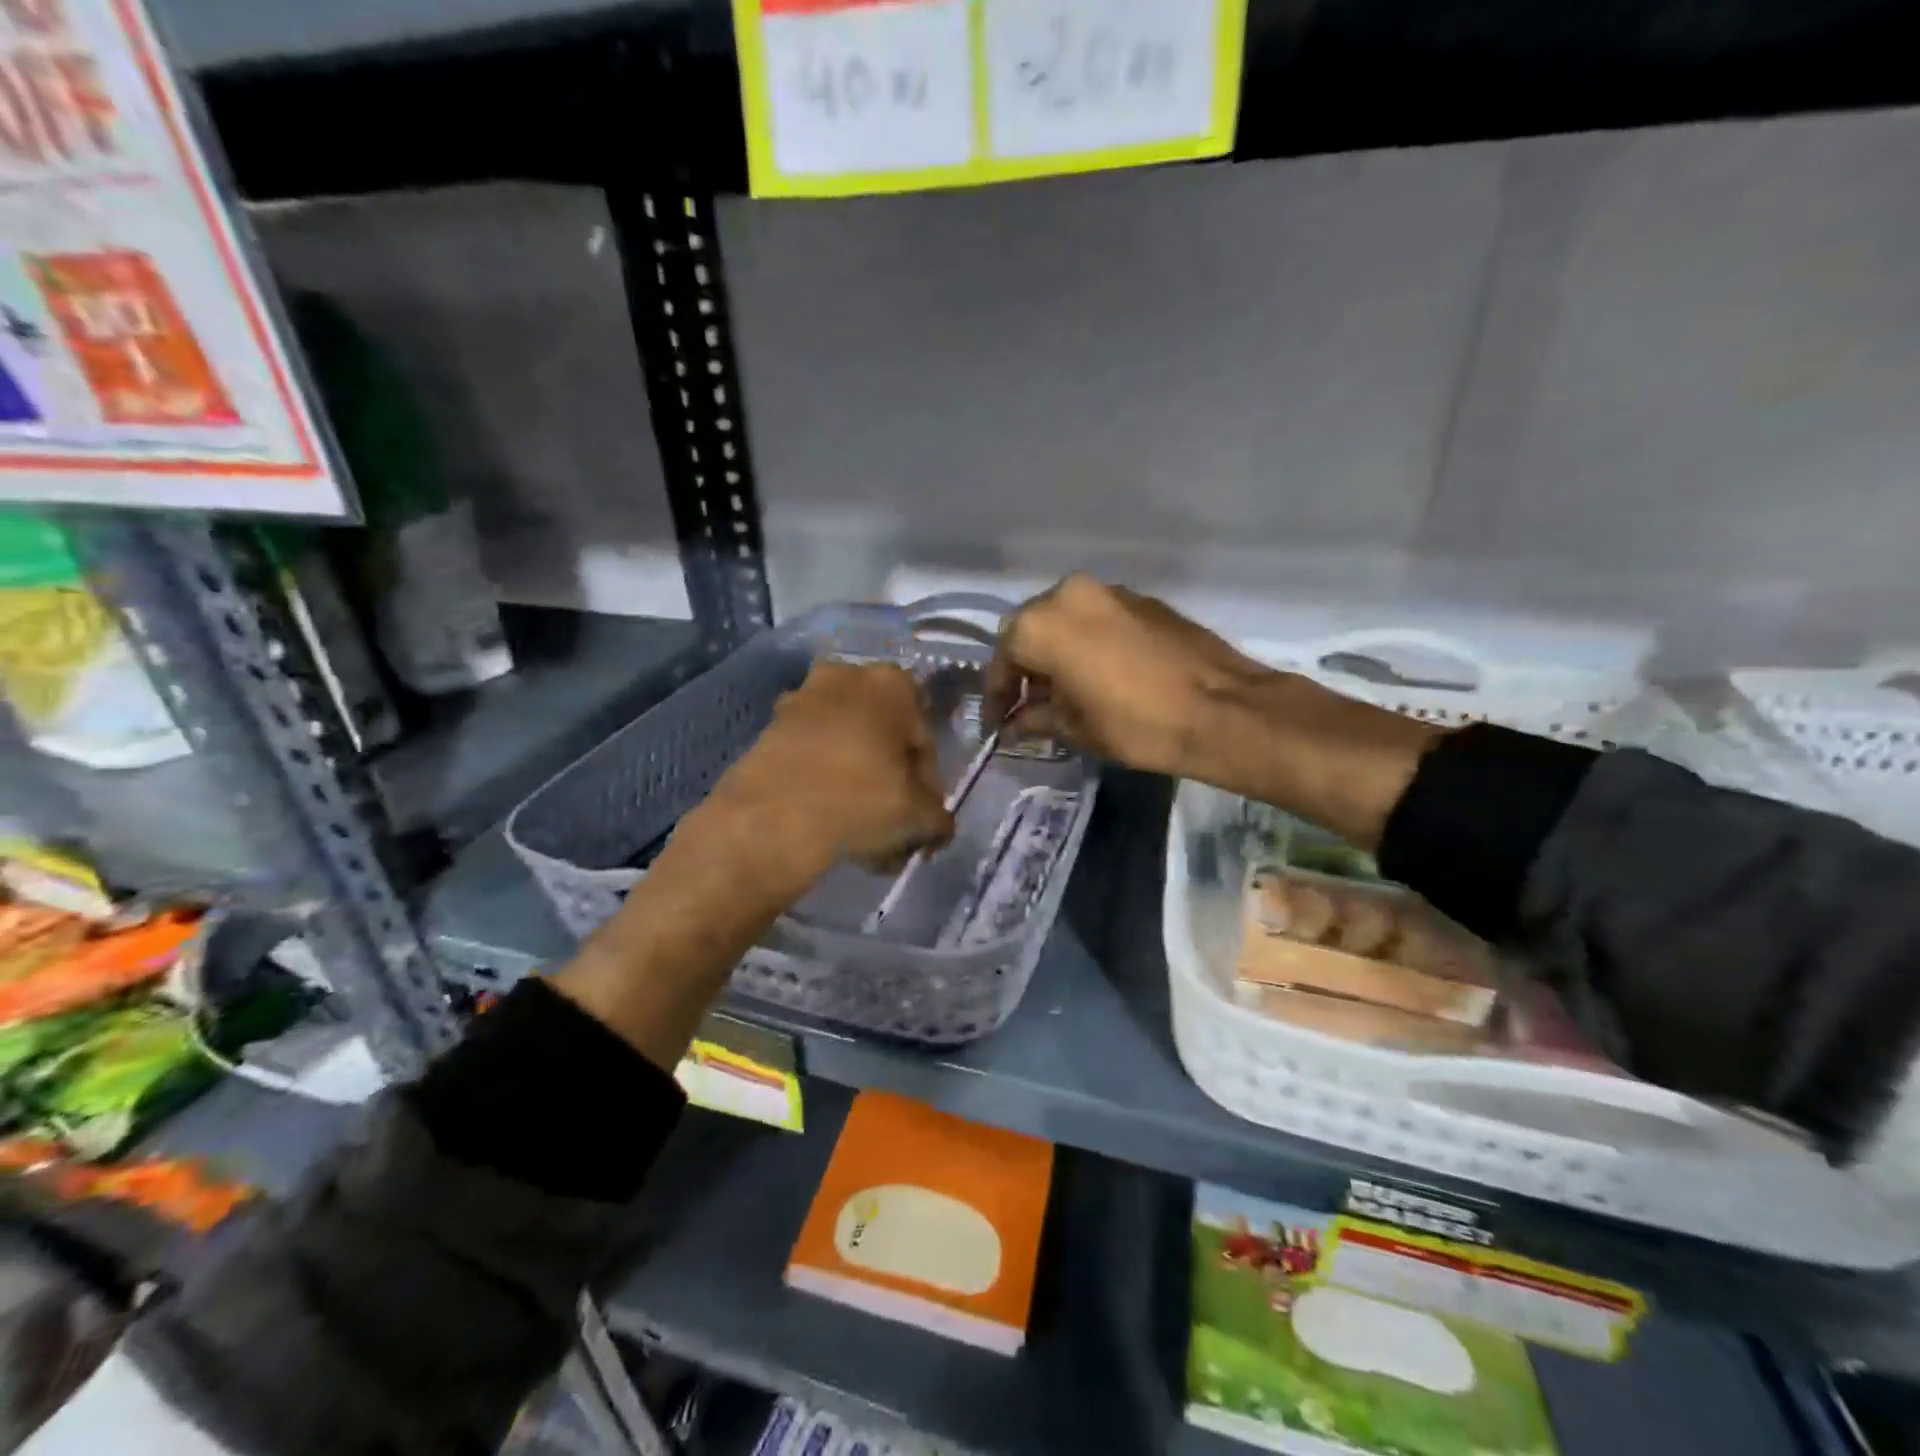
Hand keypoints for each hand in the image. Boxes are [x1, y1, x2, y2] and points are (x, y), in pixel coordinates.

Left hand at [555, 660, 951, 1070]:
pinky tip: (826, 820)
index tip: (921, 816)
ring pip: (844, 744)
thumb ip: (938, 817)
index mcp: (892, 683)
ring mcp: (800, 698)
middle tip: (891, 820)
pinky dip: (821, 780)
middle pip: (881, 735)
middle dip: (888, 776)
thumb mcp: (919, 817)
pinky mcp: (767, 727)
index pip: (923, 739)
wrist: (770, 820)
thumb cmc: (860, 802)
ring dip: (855, 779)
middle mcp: (845, 676)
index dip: (927, 782)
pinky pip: (810, 754)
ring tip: (857, 829)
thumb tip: (936, 825)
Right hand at [984, 574, 1439, 848]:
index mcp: (1043, 623)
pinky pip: (1099, 619)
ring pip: (1066, 620)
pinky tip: (1097, 675)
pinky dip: (1087, 643)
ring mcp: (1111, 592)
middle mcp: (1070, 594)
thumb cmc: (1136, 724)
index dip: (996, 693)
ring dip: (1056, 652)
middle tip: (1025, 704)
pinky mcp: (1144, 600)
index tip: (996, 722)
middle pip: (1031, 629)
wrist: (1223, 710)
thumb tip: (1015, 722)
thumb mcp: (1076, 728)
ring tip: (1062, 692)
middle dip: (1025, 667)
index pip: (1003, 656)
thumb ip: (1036, 718)